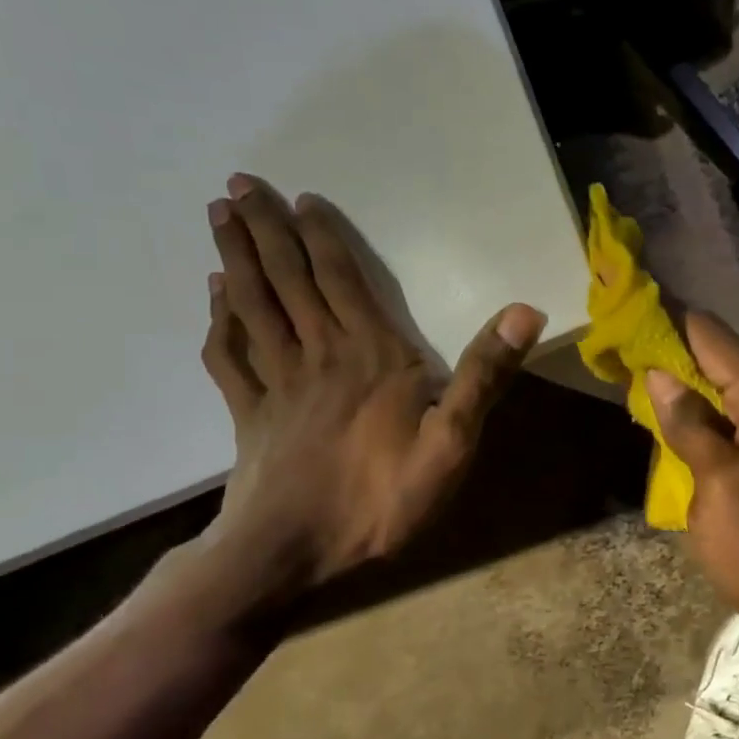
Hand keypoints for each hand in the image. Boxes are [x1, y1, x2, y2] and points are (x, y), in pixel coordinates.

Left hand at [199, 173, 544, 595]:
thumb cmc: (379, 499)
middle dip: (264, 230)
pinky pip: (229, 357)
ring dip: (237, 259)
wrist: (293, 553)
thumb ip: (484, 375)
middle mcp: (319, 355)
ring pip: (253, 307)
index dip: (321, 237)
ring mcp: (276, 385)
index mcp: (370, 356)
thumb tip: (525, 310)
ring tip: (218, 218)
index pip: (341, 281)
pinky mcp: (249, 415)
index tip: (298, 198)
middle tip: (237, 185)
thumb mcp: (452, 442)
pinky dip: (220, 321)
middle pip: (287, 281)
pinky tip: (214, 298)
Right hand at [645, 311, 738, 651]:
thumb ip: (689, 423)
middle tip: (621, 347)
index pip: (716, 340)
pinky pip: (736, 419)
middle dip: (674, 353)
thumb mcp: (720, 484)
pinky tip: (671, 416)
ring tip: (636, 374)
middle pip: (723, 361)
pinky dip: (703, 413)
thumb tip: (659, 373)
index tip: (628, 307)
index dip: (671, 322)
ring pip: (727, 391)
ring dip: (686, 384)